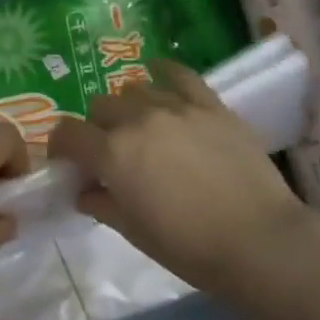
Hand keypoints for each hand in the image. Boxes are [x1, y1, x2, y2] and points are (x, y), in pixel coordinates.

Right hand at [48, 60, 319, 300]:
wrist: (258, 241)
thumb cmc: (188, 247)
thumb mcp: (133, 231)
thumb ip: (101, 204)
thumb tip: (84, 191)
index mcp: (112, 154)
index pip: (69, 134)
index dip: (61, 145)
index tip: (67, 159)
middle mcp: (137, 120)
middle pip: (100, 107)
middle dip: (96, 127)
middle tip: (110, 151)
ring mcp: (176, 107)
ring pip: (135, 89)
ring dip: (128, 106)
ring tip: (141, 125)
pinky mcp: (210, 105)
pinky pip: (180, 74)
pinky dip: (164, 72)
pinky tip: (160, 74)